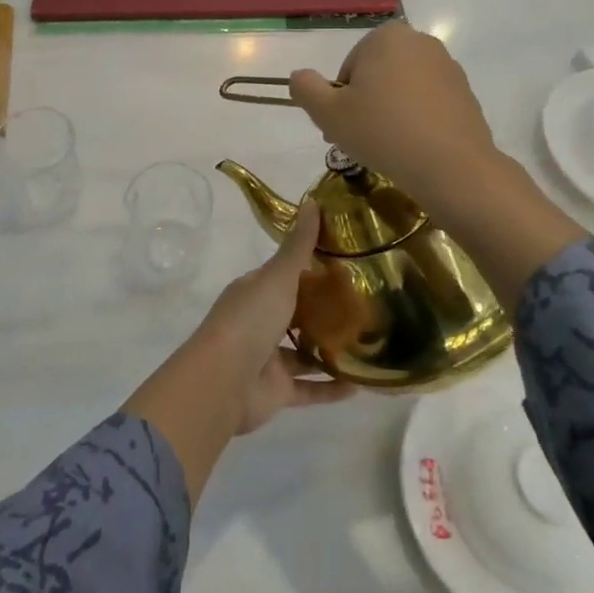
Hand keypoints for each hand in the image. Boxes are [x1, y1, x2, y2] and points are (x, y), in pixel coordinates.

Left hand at [196, 202, 354, 433]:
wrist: (224, 381)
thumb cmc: (250, 320)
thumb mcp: (277, 277)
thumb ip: (298, 246)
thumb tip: (313, 201)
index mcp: (254, 292)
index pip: (283, 275)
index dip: (311, 269)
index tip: (346, 263)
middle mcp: (259, 322)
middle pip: (295, 313)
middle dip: (324, 310)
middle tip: (367, 304)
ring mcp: (267, 358)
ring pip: (303, 352)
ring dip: (330, 350)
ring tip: (369, 342)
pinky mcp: (277, 391)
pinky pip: (310, 389)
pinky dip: (332, 388)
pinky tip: (361, 386)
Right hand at [288, 22, 498, 213]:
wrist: (451, 166)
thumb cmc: (382, 132)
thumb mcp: (327, 112)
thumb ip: (305, 88)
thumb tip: (299, 76)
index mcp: (385, 37)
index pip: (349, 68)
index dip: (340, 100)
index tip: (342, 127)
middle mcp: (420, 42)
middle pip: (376, 75)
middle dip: (365, 104)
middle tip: (359, 140)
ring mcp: (447, 67)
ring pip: (402, 90)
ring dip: (389, 113)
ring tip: (386, 148)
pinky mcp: (465, 93)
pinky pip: (427, 104)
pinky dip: (416, 121)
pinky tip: (412, 148)